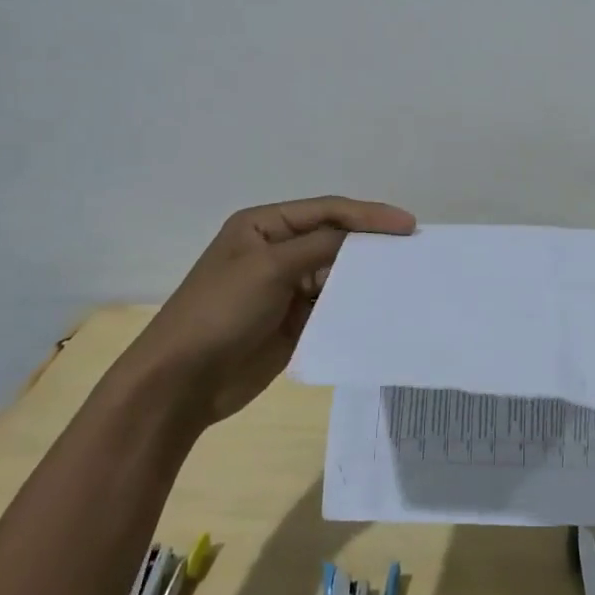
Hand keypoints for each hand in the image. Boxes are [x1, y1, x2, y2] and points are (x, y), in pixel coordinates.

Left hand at [124, 196, 415, 427]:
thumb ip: (320, 246)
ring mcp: (286, 288)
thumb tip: (363, 238)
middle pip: (335, 239)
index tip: (407, 225)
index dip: (368, 215)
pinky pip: (332, 305)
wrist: (182, 382)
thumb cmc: (220, 311)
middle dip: (371, 242)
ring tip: (405, 278)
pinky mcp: (295, 322)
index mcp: (264, 226)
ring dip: (366, 275)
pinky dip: (355, 304)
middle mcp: (277, 251)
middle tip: (413, 249)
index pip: (327, 211)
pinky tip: (381, 307)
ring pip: (337, 273)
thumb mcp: (269, 266)